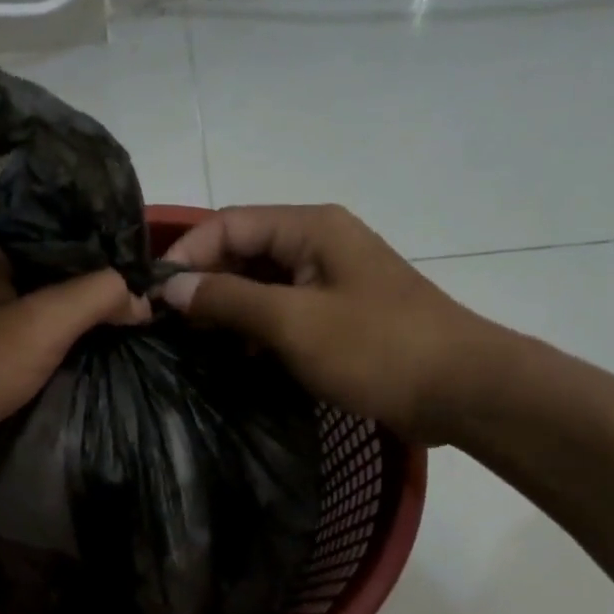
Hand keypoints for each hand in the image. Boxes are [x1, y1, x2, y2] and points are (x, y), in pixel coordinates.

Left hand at [0, 246, 149, 484]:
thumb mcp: (41, 323)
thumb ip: (95, 298)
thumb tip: (141, 296)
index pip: (67, 251)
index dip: (109, 268)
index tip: (150, 293)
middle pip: (55, 291)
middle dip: (96, 310)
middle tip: (144, 329)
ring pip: (42, 330)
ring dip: (76, 343)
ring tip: (124, 355)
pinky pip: (26, 363)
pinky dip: (53, 369)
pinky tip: (82, 381)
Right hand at [158, 204, 511, 446]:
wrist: (460, 389)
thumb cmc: (376, 348)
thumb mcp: (294, 322)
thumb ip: (229, 300)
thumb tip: (171, 288)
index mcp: (311, 228)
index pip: (230, 223)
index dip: (187, 253)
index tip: (152, 295)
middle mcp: (319, 244)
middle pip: (244, 251)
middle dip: (204, 283)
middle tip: (166, 325)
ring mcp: (331, 282)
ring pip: (261, 284)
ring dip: (227, 309)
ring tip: (191, 343)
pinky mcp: (339, 317)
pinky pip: (283, 313)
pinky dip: (255, 330)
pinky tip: (234, 357)